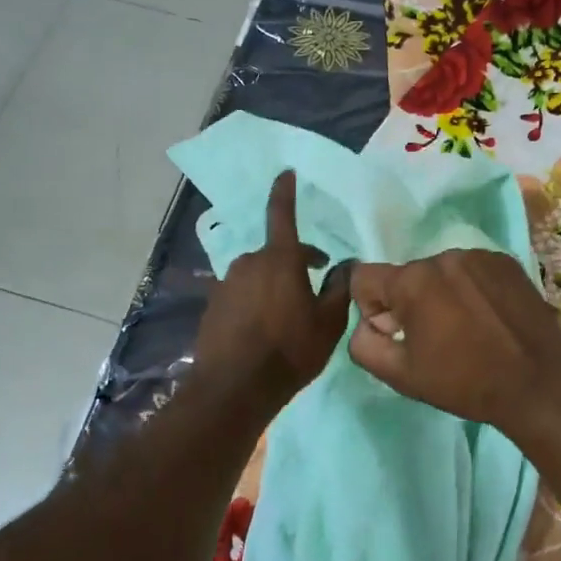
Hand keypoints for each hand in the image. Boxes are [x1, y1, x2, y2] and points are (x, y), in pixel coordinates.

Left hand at [192, 171, 351, 410]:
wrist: (234, 388)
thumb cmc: (290, 350)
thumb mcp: (328, 323)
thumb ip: (339, 288)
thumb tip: (346, 265)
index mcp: (279, 259)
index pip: (282, 214)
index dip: (285, 192)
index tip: (285, 173)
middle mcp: (249, 262)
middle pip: (276, 253)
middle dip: (296, 262)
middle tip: (316, 284)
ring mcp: (226, 284)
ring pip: (258, 275)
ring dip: (275, 284)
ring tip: (290, 315)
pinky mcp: (213, 306)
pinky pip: (242, 294)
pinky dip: (256, 302)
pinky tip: (265, 330)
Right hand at [347, 250, 560, 435]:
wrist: (538, 384)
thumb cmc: (464, 382)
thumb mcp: (401, 375)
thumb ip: (364, 345)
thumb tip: (366, 324)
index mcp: (412, 281)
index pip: (364, 278)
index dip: (370, 308)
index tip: (395, 333)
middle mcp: (442, 256)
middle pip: (406, 276)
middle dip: (409, 303)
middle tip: (435, 339)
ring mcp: (478, 256)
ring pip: (439, 272)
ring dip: (441, 295)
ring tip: (466, 329)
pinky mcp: (505, 262)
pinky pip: (471, 270)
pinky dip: (470, 289)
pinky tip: (488, 318)